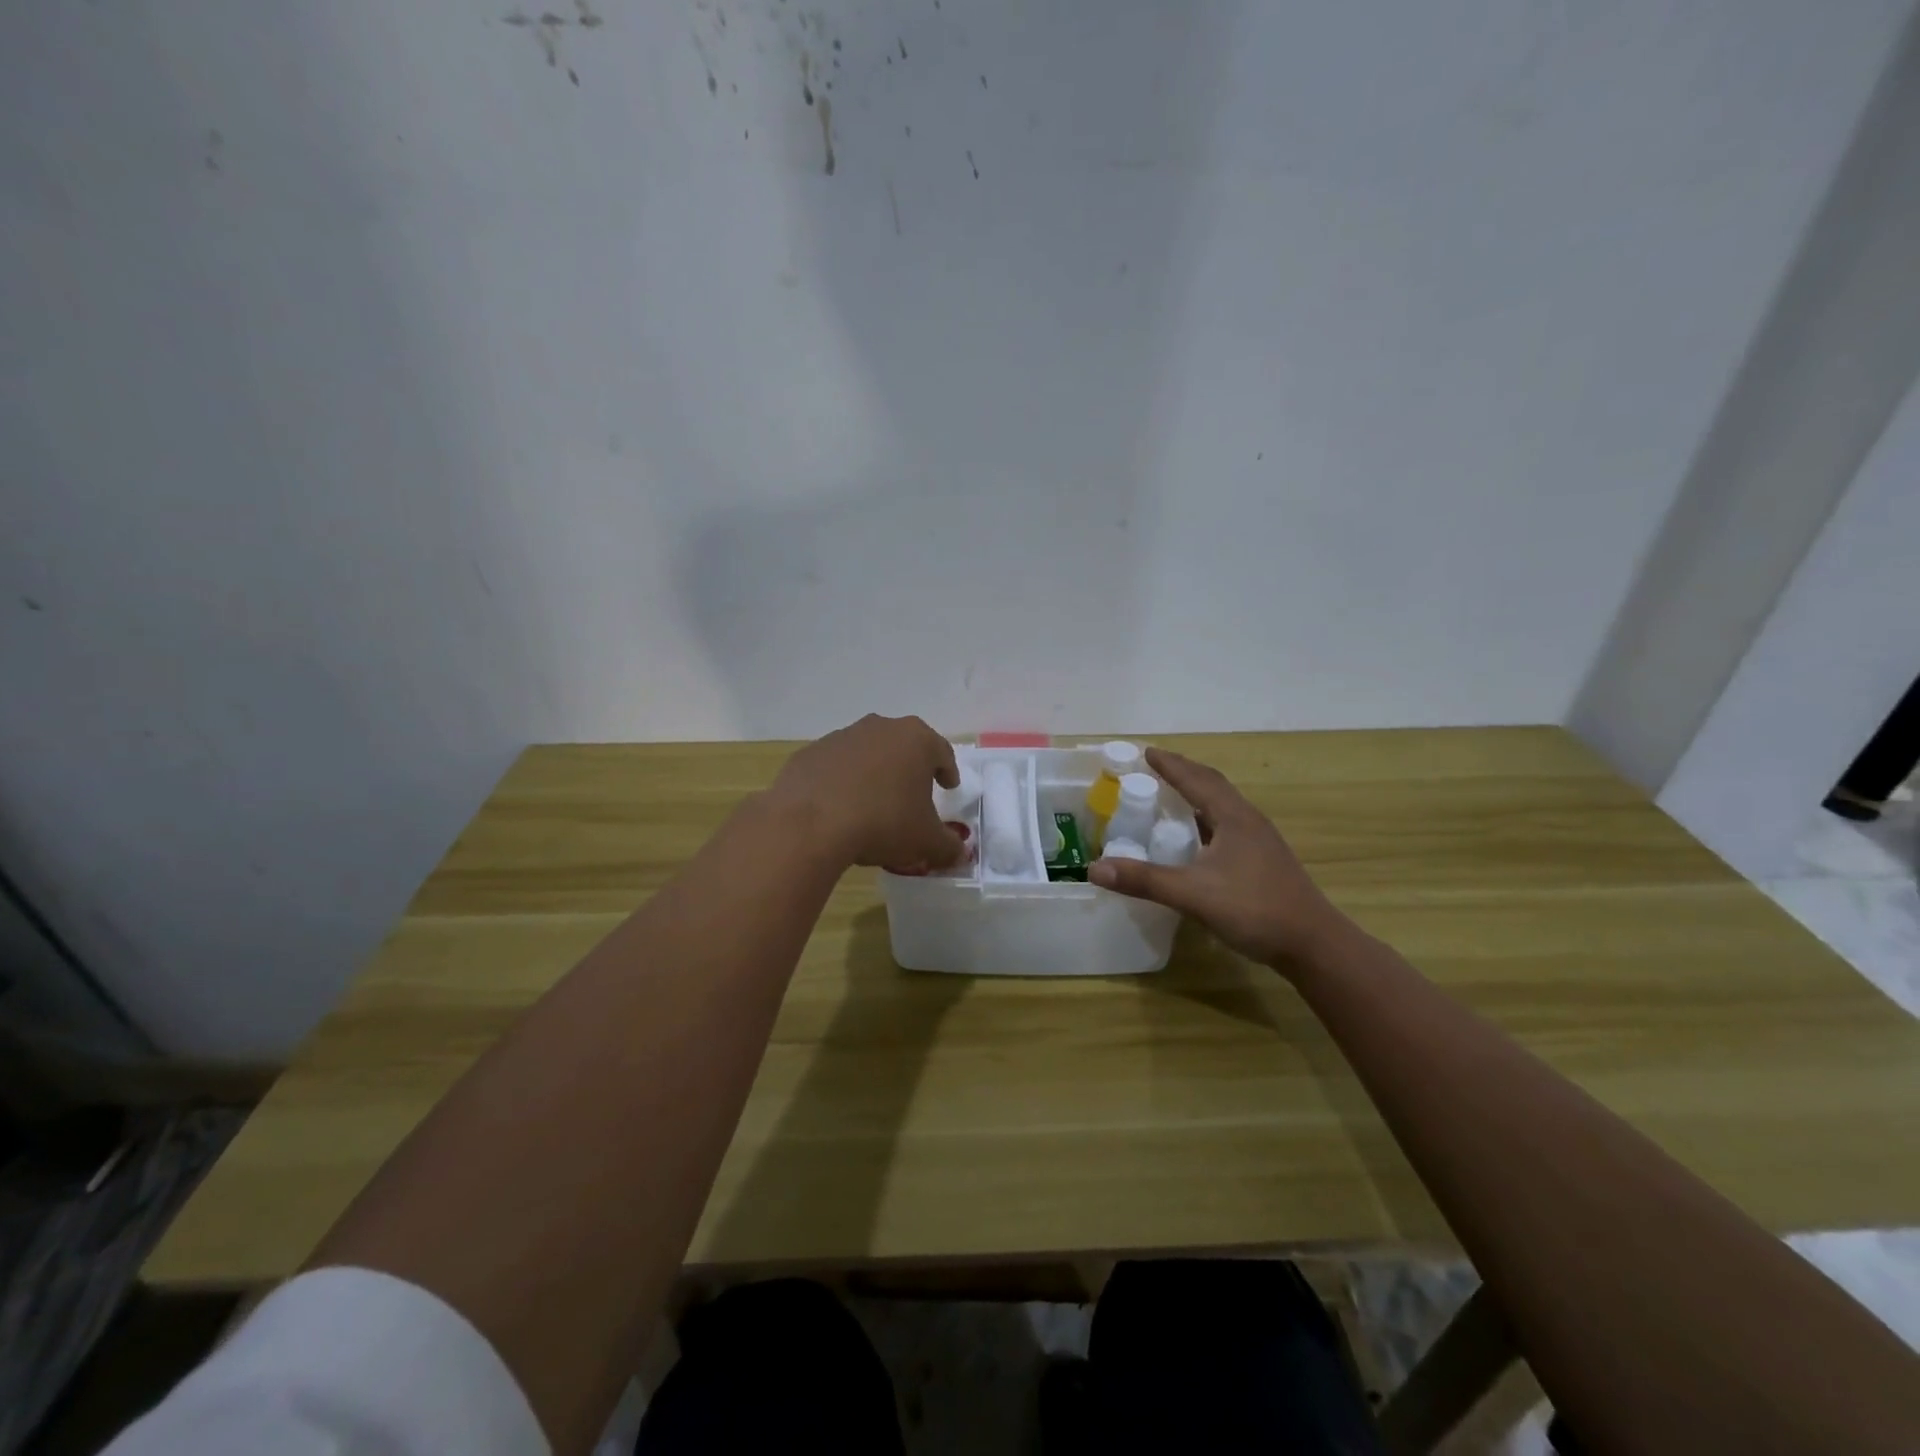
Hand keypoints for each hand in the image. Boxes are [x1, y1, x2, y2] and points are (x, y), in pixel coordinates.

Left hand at [766, 714, 964, 870]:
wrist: (810, 824)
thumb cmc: (883, 822)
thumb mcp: (926, 841)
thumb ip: (949, 846)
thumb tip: (959, 853)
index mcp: (916, 739)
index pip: (942, 752)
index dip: (948, 771)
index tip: (948, 787)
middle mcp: (880, 728)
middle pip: (903, 746)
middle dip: (910, 768)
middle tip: (913, 794)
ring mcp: (842, 737)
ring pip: (868, 753)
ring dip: (874, 773)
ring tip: (874, 804)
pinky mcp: (811, 753)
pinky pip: (836, 767)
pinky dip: (842, 782)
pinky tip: (840, 808)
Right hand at [1089, 747, 1348, 970]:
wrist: (1313, 944)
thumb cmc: (1254, 909)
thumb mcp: (1192, 894)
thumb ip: (1144, 880)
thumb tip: (1095, 868)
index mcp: (1233, 817)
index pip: (1196, 780)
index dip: (1170, 765)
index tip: (1146, 752)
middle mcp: (1248, 821)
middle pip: (1213, 785)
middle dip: (1184, 773)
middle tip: (1155, 767)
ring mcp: (1260, 841)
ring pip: (1223, 806)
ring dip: (1197, 794)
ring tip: (1172, 796)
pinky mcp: (1264, 860)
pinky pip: (1229, 825)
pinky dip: (1207, 819)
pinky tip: (1197, 838)